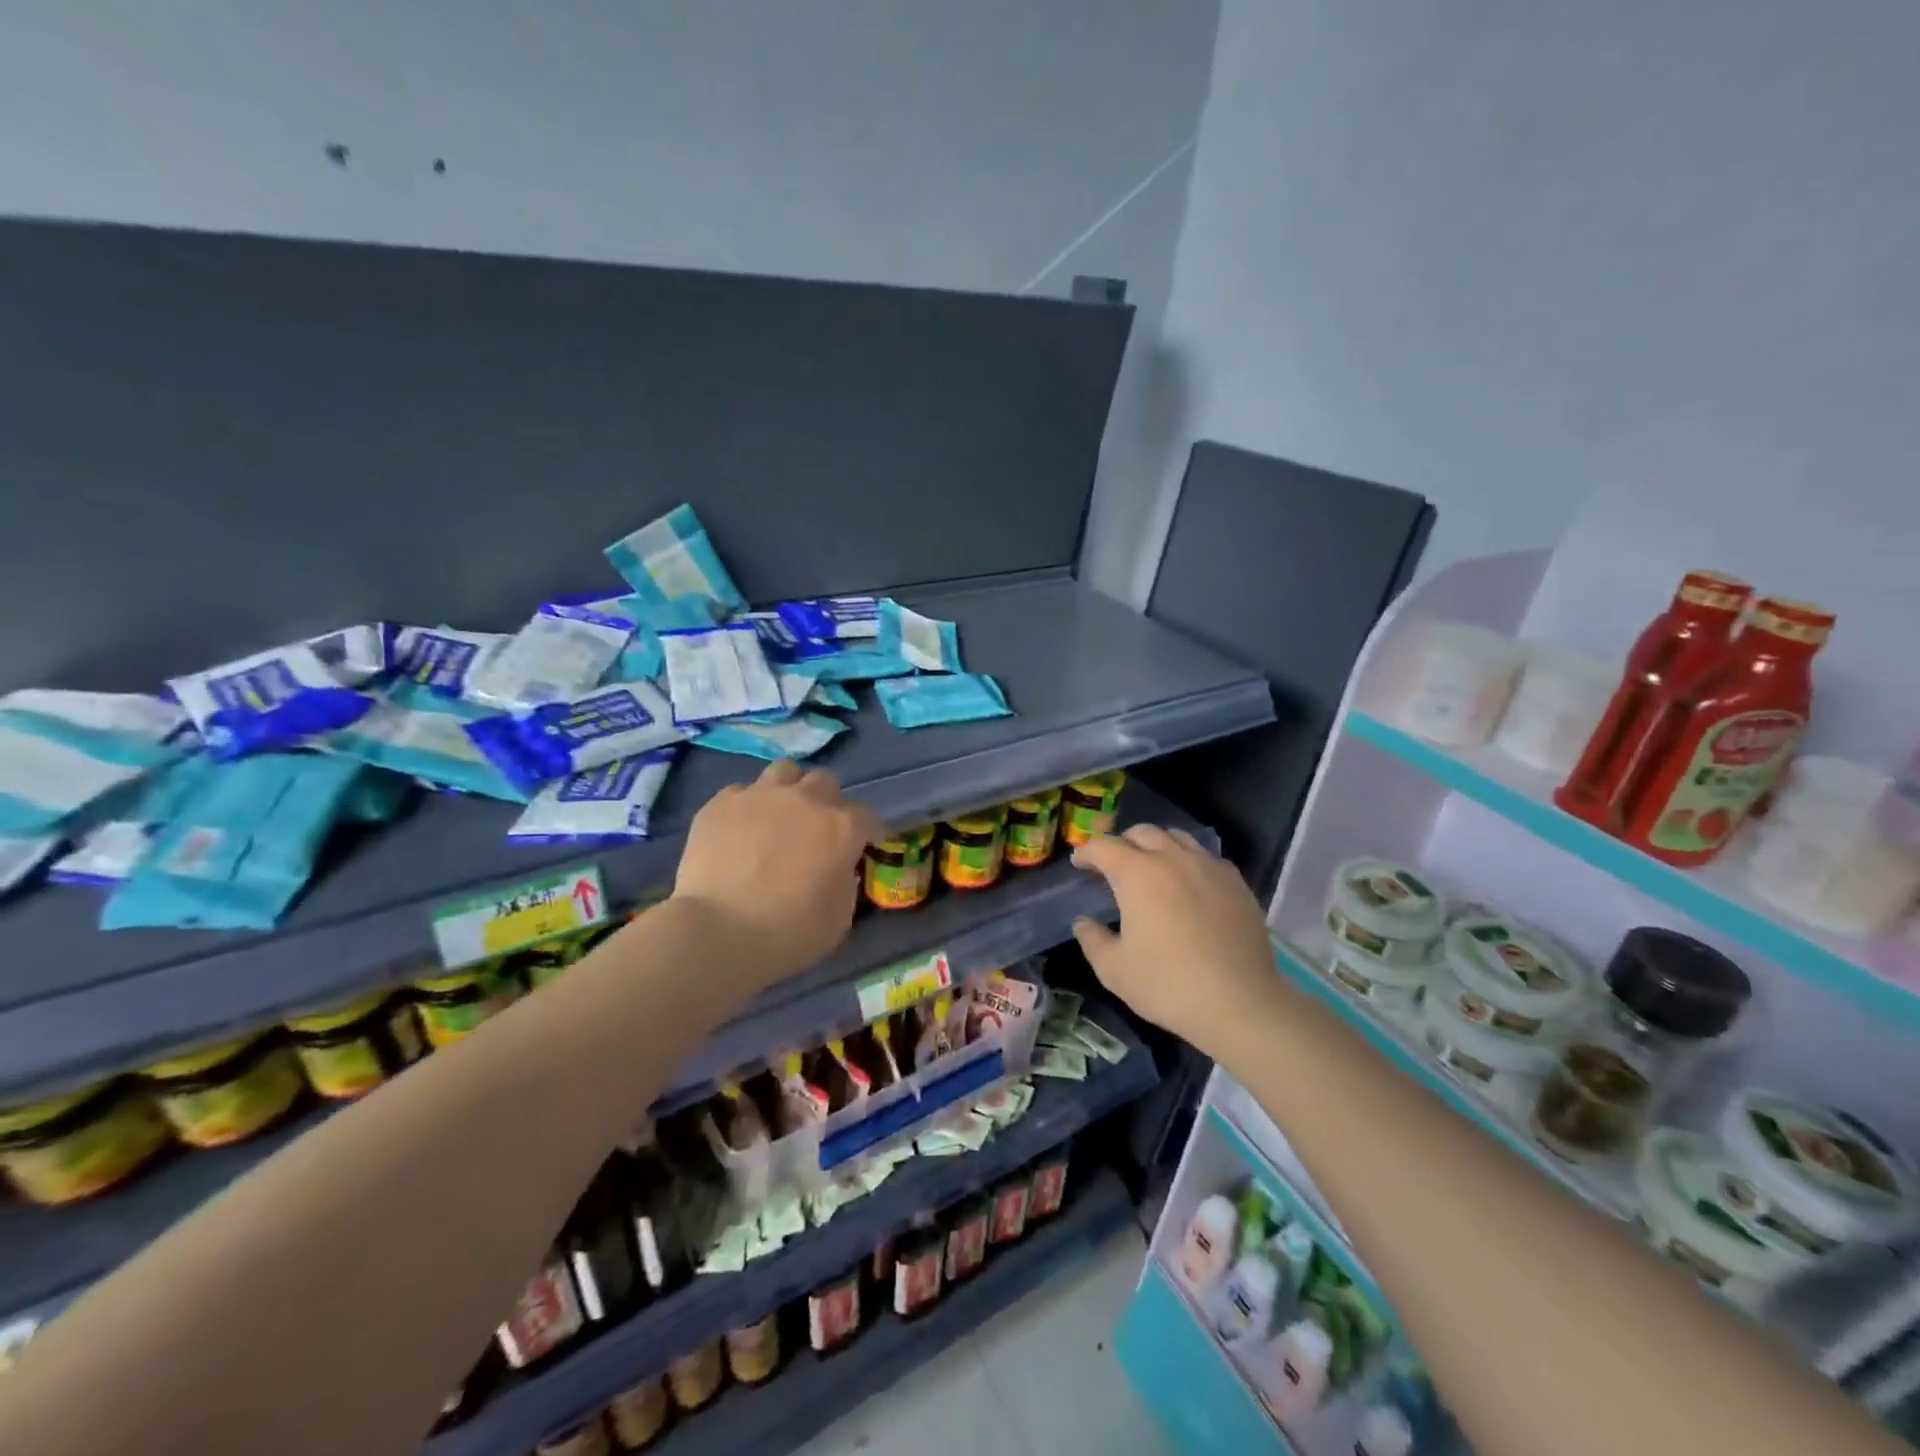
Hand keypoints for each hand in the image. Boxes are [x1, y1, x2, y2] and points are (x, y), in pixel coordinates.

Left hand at [672, 760, 883, 987]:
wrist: (718, 931)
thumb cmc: (788, 933)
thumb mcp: (839, 918)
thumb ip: (845, 883)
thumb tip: (838, 869)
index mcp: (841, 827)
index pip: (867, 816)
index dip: (868, 832)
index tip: (864, 846)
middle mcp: (805, 800)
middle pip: (825, 782)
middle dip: (827, 802)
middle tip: (817, 829)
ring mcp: (760, 796)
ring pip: (784, 772)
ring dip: (789, 790)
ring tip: (780, 815)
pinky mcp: (721, 803)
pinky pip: (742, 792)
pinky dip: (748, 807)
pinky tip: (740, 829)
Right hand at [1070, 825, 1279, 1060]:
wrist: (1240, 1003)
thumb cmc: (1168, 985)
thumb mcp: (1114, 969)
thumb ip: (1092, 939)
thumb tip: (1083, 922)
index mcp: (1137, 874)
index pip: (1104, 847)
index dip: (1087, 852)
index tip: (1079, 864)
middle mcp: (1173, 859)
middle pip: (1142, 832)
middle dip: (1122, 843)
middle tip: (1113, 865)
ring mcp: (1209, 867)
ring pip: (1177, 838)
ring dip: (1156, 846)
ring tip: (1152, 868)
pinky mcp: (1236, 883)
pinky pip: (1206, 857)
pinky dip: (1188, 861)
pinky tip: (1189, 886)